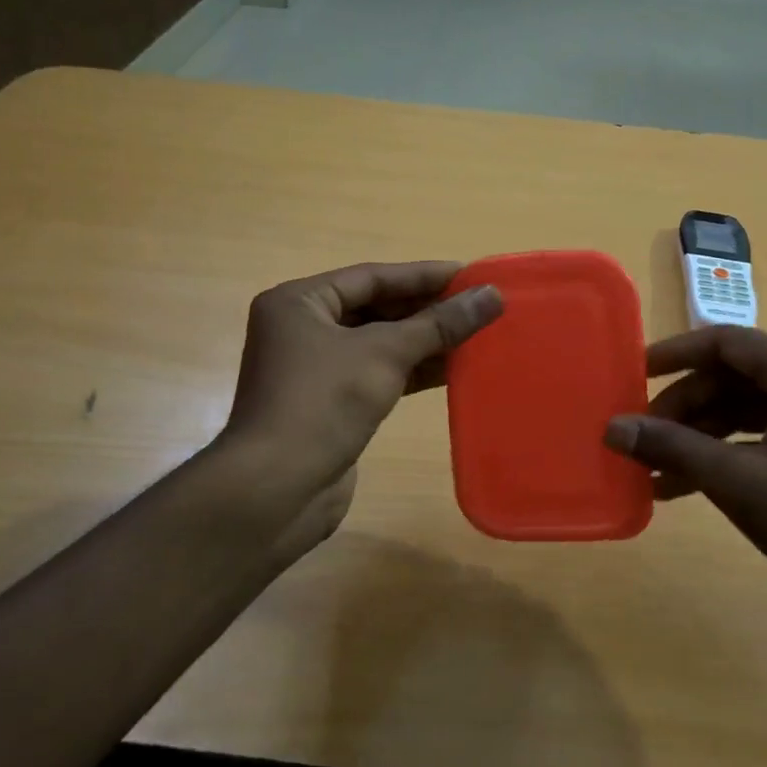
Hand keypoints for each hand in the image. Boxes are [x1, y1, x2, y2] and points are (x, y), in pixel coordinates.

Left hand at [223, 261, 502, 498]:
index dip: (423, 275)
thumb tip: (491, 296)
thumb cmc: (322, 404)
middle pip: (375, 309)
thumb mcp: (384, 354)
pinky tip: (453, 370)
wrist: (275, 491)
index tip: (471, 275)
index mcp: (300, 303)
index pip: (372, 277)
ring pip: (379, 345)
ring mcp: (315, 371)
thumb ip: (439, 324)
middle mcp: (302, 330)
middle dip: (427, 309)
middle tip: (479, 306)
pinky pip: (378, 375)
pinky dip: (412, 372)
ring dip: (425, 342)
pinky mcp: (330, 406)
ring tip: (476, 335)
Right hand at [603, 327, 766, 623]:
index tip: (633, 375)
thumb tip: (613, 428)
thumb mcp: (740, 482)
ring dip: (702, 436)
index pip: (727, 342)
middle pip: (735, 378)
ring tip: (657, 472)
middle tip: (642, 438)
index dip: (674, 354)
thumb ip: (673, 449)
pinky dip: (730, 454)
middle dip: (684, 408)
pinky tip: (693, 486)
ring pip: (749, 410)